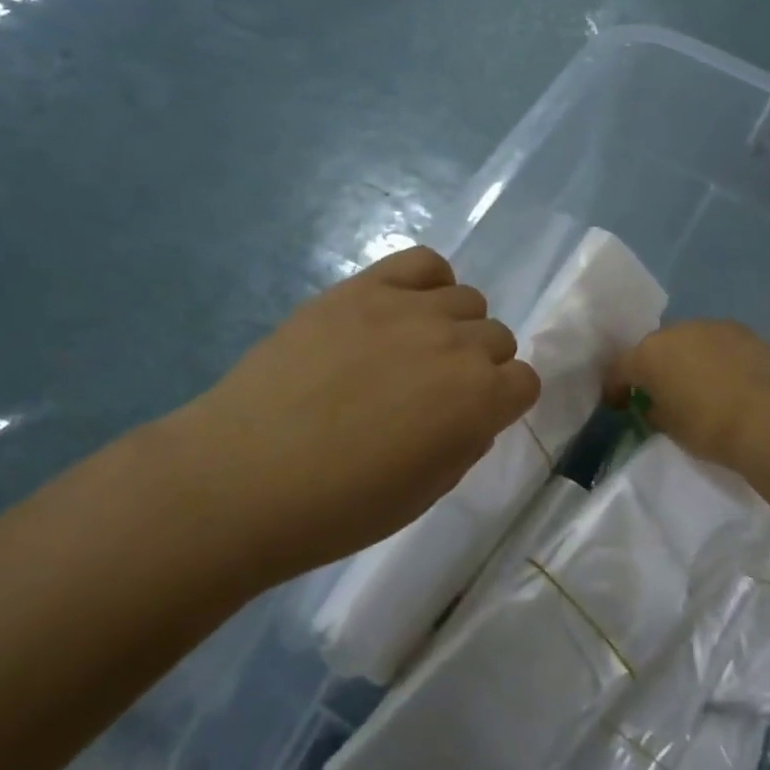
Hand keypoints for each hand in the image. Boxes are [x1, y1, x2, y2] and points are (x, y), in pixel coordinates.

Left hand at [150, 247, 539, 583]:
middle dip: (478, 366)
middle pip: (497, 336)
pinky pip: (422, 262)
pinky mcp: (362, 288)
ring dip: (453, 326)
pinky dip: (427, 282)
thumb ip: (466, 442)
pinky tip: (402, 309)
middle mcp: (457, 344)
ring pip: (466, 298)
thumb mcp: (426, 492)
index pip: (525, 381)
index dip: (502, 402)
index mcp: (480, 401)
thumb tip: (472, 412)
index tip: (472, 418)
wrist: (243, 477)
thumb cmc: (338, 507)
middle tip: (432, 392)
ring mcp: (408, 308)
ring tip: (410, 351)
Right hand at [607, 320, 769, 468]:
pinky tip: (727, 376)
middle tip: (662, 391)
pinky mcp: (739, 329)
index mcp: (647, 355)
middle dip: (654, 367)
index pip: (618, 368)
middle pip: (654, 348)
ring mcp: (708, 326)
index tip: (620, 405)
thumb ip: (654, 410)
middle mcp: (673, 331)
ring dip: (686, 357)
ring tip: (699, 382)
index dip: (615, 388)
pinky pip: (716, 341)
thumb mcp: (668, 426)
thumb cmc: (706, 426)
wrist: (763, 418)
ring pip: (687, 340)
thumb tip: (654, 404)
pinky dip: (715, 355)